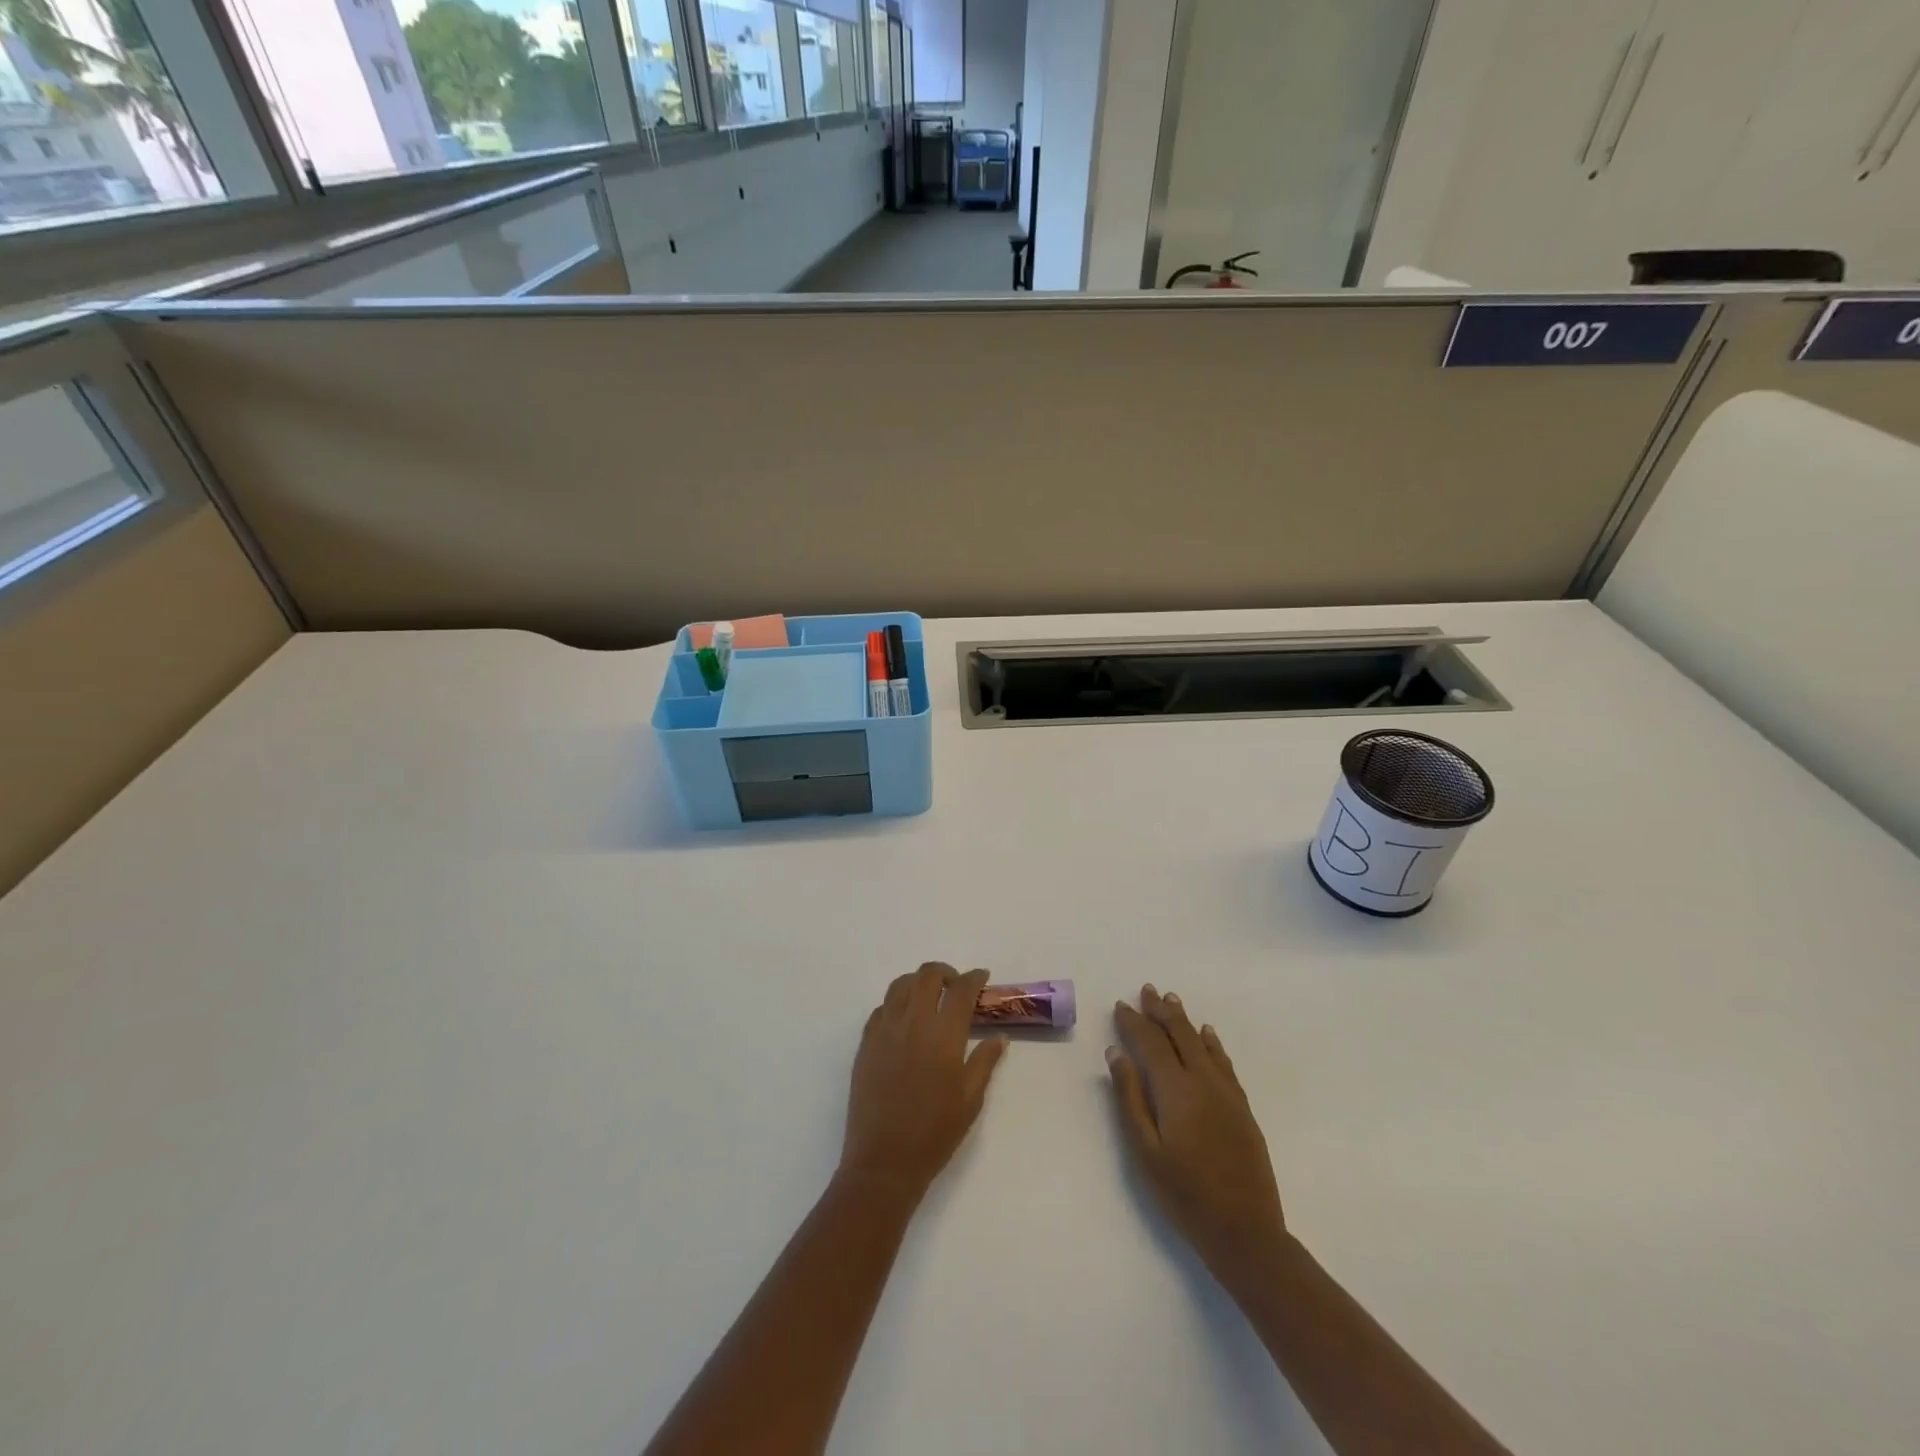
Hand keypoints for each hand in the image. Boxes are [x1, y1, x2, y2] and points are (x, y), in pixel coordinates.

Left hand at [839, 963, 1007, 1202]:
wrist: (884, 1160)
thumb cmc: (935, 1132)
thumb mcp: (971, 1099)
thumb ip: (985, 1061)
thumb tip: (999, 1038)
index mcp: (943, 1034)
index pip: (962, 990)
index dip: (974, 978)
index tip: (982, 978)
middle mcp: (913, 1022)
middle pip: (927, 976)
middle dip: (946, 973)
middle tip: (956, 987)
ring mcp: (885, 1029)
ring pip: (900, 985)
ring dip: (918, 983)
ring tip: (929, 998)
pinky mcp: (866, 1042)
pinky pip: (882, 1008)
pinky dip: (897, 1004)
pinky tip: (905, 1022)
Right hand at [1108, 984, 1287, 1280]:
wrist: (1246, 1232)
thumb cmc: (1185, 1195)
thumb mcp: (1144, 1151)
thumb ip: (1129, 1098)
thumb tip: (1116, 1053)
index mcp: (1175, 1089)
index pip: (1150, 1042)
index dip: (1134, 1022)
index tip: (1120, 1005)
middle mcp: (1203, 1081)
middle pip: (1179, 1034)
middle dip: (1160, 1010)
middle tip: (1147, 989)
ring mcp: (1227, 1093)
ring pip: (1202, 1043)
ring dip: (1184, 1020)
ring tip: (1171, 1000)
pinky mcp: (1242, 1108)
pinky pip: (1224, 1062)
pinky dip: (1212, 1043)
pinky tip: (1208, 1034)